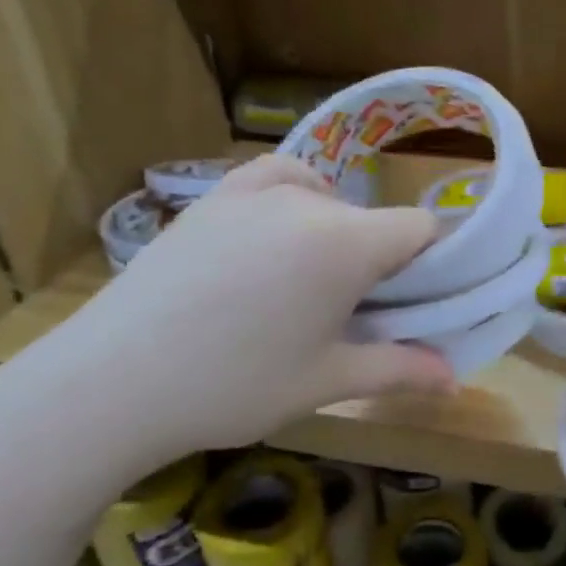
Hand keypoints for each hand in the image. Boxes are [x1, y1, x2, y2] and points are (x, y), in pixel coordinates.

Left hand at [2, 156, 454, 477]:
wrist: (111, 383)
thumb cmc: (235, 386)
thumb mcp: (327, 381)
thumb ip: (399, 370)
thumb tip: (454, 377)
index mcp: (346, 243)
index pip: (421, 227)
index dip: (433, 262)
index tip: (419, 300)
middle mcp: (307, 202)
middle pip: (373, 218)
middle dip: (381, 258)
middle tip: (358, 312)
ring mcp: (252, 191)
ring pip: (327, 199)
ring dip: (338, 232)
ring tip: (312, 280)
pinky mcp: (212, 198)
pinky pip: (274, 179)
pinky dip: (294, 198)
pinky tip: (278, 234)